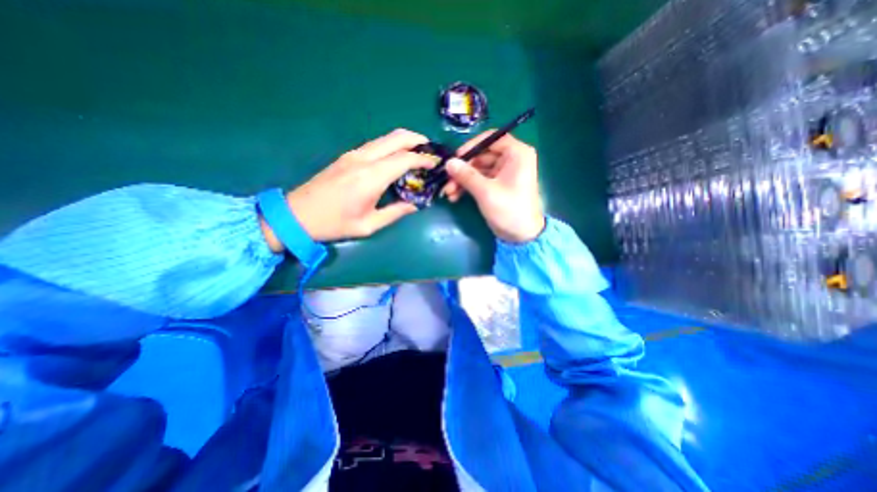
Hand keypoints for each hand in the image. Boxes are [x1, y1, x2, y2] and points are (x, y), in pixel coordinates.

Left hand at [259, 129, 437, 250]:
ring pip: (385, 138)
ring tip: (417, 152)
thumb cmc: (334, 224)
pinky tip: (396, 157)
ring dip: (404, 140)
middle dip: (417, 140)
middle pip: (395, 138)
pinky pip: (375, 145)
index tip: (436, 163)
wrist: (297, 214)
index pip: (404, 159)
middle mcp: (363, 159)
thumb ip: (395, 213)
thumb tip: (415, 206)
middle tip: (430, 149)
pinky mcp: (347, 156)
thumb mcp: (368, 225)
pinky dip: (391, 146)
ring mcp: (353, 155)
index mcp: (371, 177)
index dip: (423, 159)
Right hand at [443, 131, 545, 242]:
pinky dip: (467, 187)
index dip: (471, 146)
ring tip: (448, 193)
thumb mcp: (486, 192)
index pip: (491, 138)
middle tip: (447, 181)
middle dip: (463, 169)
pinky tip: (455, 197)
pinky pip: (479, 180)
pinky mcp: (497, 185)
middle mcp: (511, 159)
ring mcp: (503, 173)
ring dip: (462, 180)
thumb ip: (466, 175)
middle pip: (481, 156)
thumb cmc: (509, 210)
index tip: (455, 157)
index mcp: (516, 154)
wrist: (522, 236)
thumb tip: (448, 162)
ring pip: (477, 169)